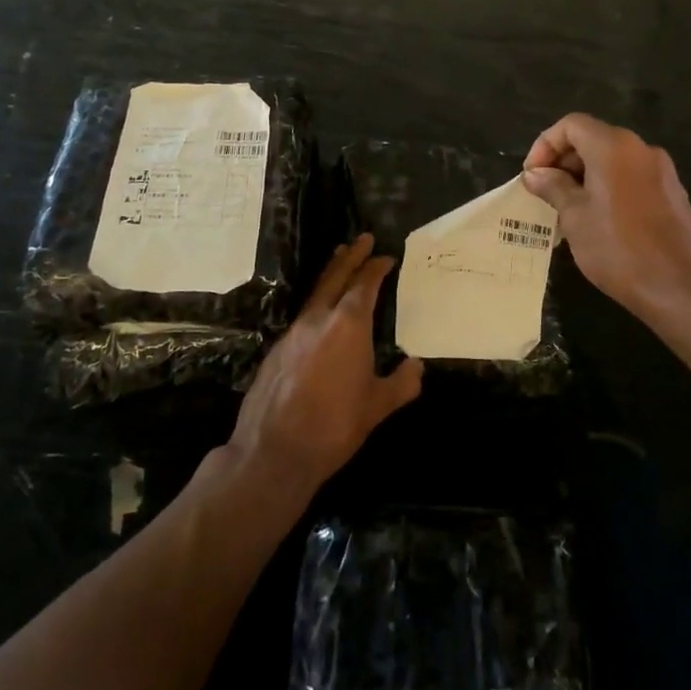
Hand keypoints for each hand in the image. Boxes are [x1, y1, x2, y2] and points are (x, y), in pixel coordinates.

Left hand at [226, 235, 422, 499]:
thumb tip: (416, 367)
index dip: (375, 268)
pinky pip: (303, 315)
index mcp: (348, 325)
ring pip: (316, 293)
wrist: (274, 451)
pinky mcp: (277, 350)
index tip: (386, 257)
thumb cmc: (334, 426)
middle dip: (351, 256)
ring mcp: (294, 332)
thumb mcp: (378, 407)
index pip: (364, 284)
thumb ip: (402, 384)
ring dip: (331, 274)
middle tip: (362, 238)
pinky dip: (317, 302)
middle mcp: (319, 319)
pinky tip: (320, 314)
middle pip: (336, 276)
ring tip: (339, 260)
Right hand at [523, 113, 690, 322]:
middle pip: (592, 138)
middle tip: (545, 193)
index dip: (545, 144)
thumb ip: (553, 187)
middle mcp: (640, 148)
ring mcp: (661, 170)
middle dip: (564, 161)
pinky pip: (630, 177)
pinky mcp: (672, 193)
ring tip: (566, 209)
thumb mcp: (575, 217)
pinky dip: (607, 187)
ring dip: (584, 176)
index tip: (533, 176)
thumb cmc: (619, 249)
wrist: (682, 289)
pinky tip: (597, 220)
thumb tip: (535, 173)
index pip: (571, 124)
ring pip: (612, 159)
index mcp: (614, 146)